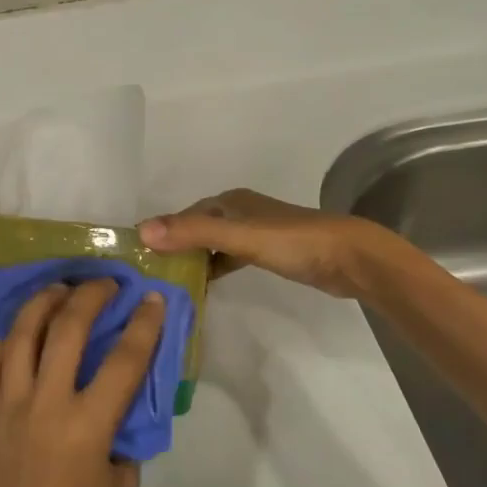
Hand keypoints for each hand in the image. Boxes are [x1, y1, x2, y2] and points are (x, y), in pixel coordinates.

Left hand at [0, 279, 162, 486]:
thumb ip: (122, 437)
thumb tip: (120, 401)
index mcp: (87, 427)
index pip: (123, 360)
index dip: (144, 324)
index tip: (155, 298)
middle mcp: (45, 405)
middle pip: (66, 329)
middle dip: (90, 296)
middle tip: (106, 283)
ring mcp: (9, 408)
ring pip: (21, 335)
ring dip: (42, 302)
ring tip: (59, 288)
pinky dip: (8, 339)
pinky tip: (21, 330)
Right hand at [138, 188, 381, 297]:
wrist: (348, 258)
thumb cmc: (291, 242)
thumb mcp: (237, 237)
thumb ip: (192, 233)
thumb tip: (141, 231)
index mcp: (229, 202)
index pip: (184, 215)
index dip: (161, 231)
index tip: (138, 255)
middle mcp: (239, 212)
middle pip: (197, 228)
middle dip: (174, 246)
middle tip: (150, 273)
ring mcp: (255, 232)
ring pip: (213, 244)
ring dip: (194, 259)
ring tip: (170, 282)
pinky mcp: (269, 252)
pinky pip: (230, 257)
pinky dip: (215, 267)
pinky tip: (205, 284)